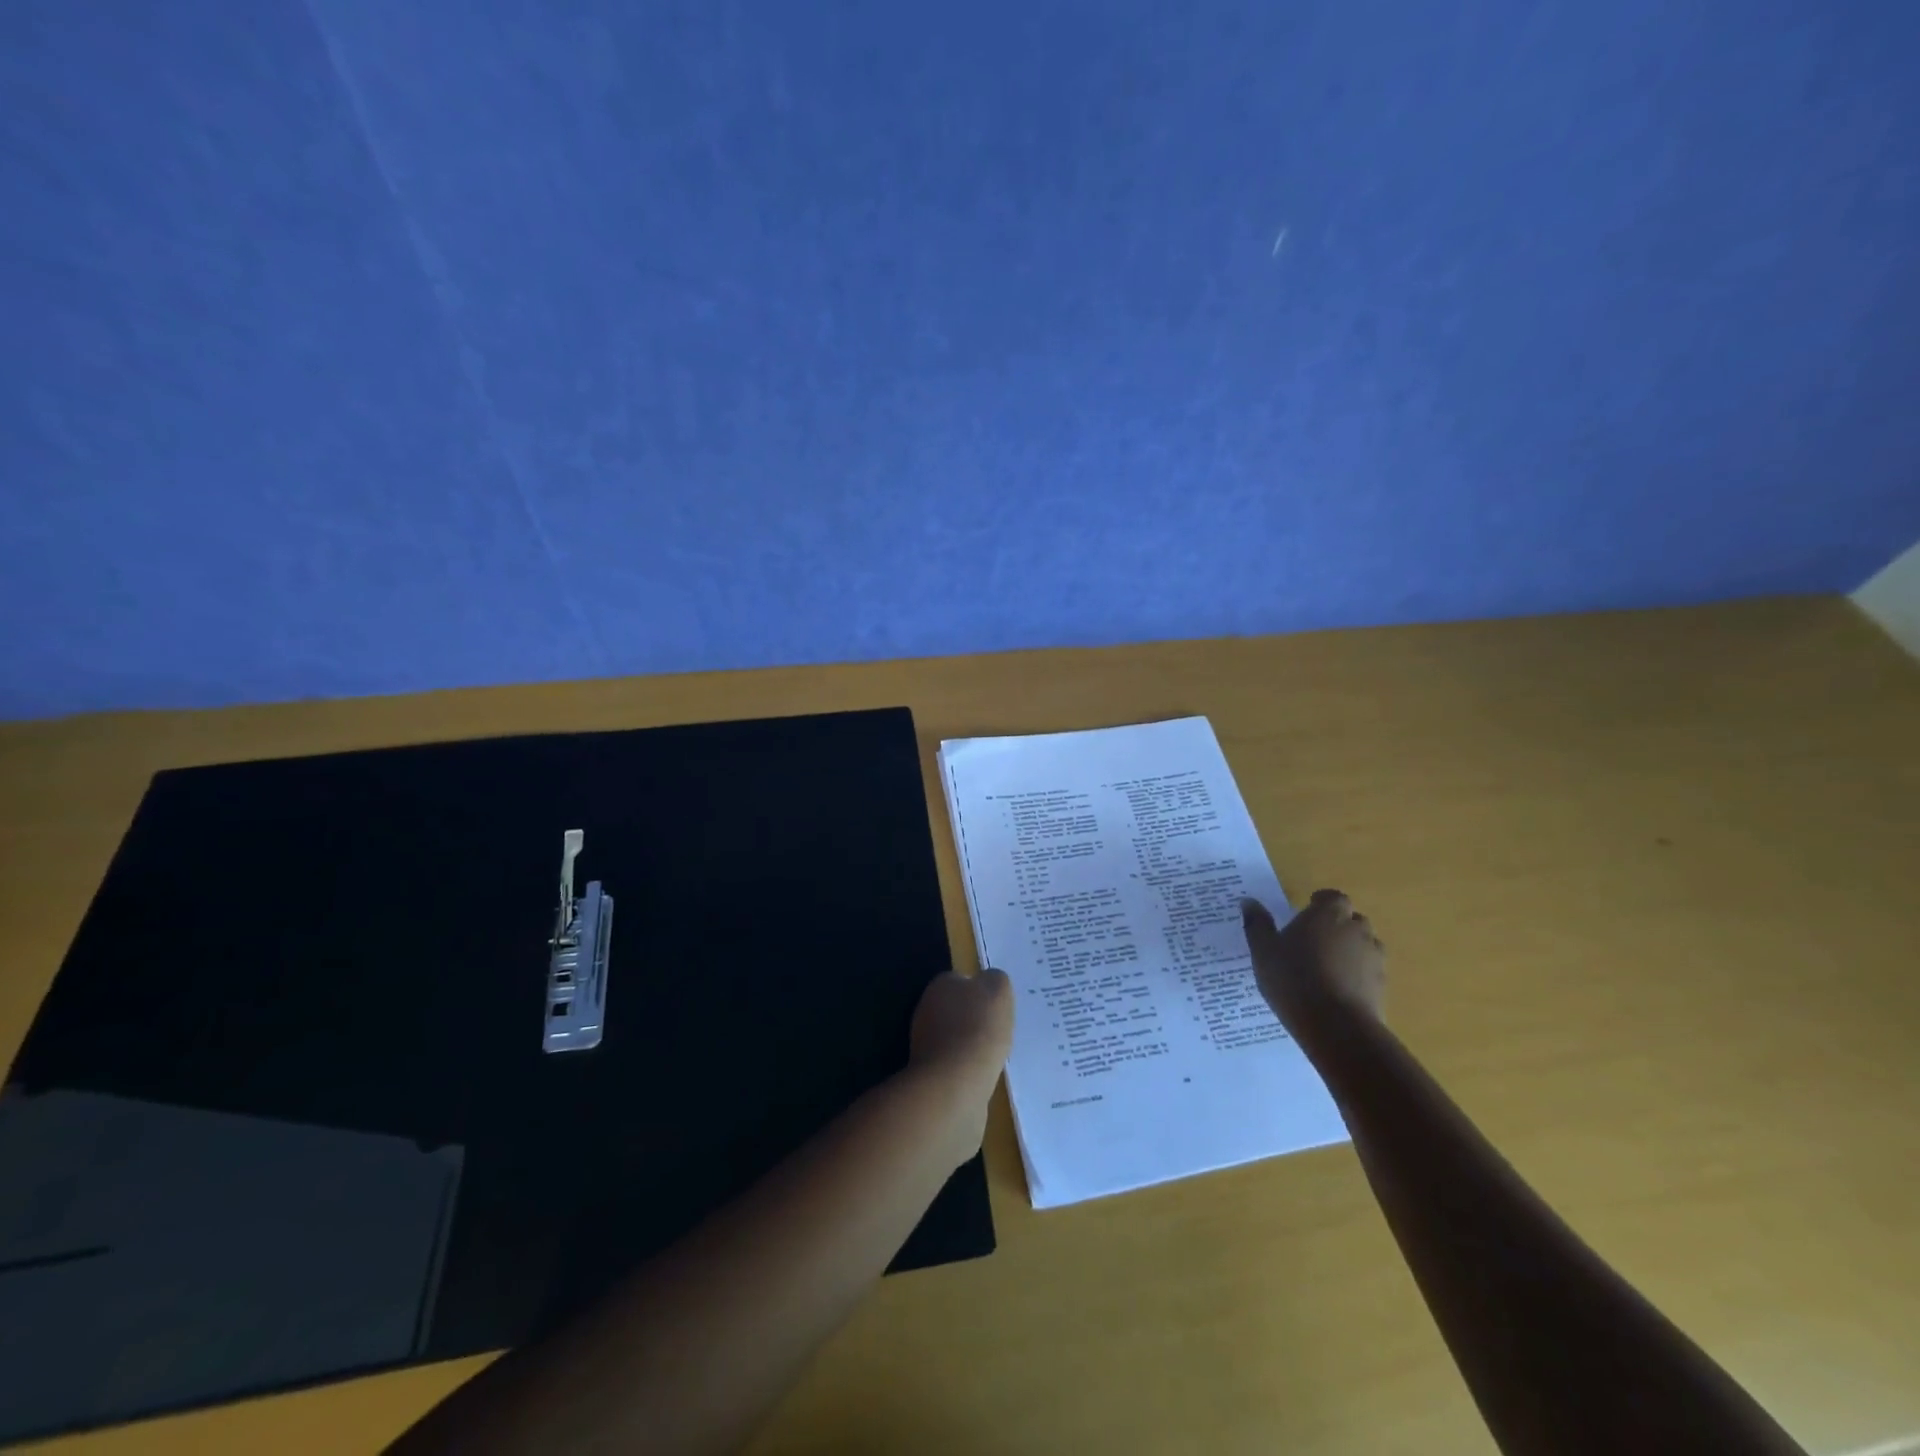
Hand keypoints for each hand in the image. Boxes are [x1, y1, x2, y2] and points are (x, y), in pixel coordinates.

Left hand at [909, 967, 1013, 1094]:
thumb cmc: (979, 1028)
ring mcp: (924, 1041)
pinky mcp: (929, 1071)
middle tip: (997, 1029)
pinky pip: (954, 1062)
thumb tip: (990, 982)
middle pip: (957, 1008)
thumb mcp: (999, 989)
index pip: (962, 980)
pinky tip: (981, 1072)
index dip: (982, 991)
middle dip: (975, 1018)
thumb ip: (995, 979)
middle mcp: (926, 1008)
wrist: (956, 1083)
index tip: (998, 1007)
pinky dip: (966, 1066)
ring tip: (992, 1053)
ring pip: (955, 1036)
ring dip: (970, 1043)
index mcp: (941, 983)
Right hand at [1242, 889, 1385, 1033]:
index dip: (1321, 903)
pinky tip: (1337, 992)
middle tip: (1313, 941)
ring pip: (1363, 946)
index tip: (1308, 912)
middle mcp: (1356, 930)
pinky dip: (1357, 976)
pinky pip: (1368, 973)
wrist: (1335, 1026)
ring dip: (1349, 951)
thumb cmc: (1293, 978)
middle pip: (1351, 920)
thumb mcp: (1263, 950)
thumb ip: (1257, 924)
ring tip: (1326, 968)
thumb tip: (1248, 901)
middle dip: (1336, 926)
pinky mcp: (1382, 986)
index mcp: (1328, 914)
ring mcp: (1374, 958)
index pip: (1333, 897)